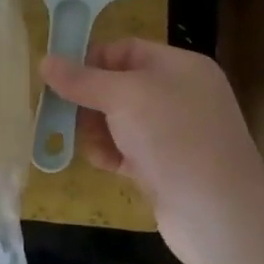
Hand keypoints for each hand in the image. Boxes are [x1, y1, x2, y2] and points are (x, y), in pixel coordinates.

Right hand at [41, 39, 263, 263]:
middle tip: (62, 114)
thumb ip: (82, 80)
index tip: (58, 79)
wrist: (219, 213)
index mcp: (179, 67)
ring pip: (119, 120)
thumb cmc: (172, 138)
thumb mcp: (123, 97)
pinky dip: (111, 154)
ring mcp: (175, 133)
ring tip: (88, 144)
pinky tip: (104, 164)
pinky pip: (128, 150)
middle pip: (118, 86)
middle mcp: (180, 95)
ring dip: (97, 130)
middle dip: (89, 100)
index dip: (90, 61)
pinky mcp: (167, 167)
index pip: (125, 50)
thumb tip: (45, 61)